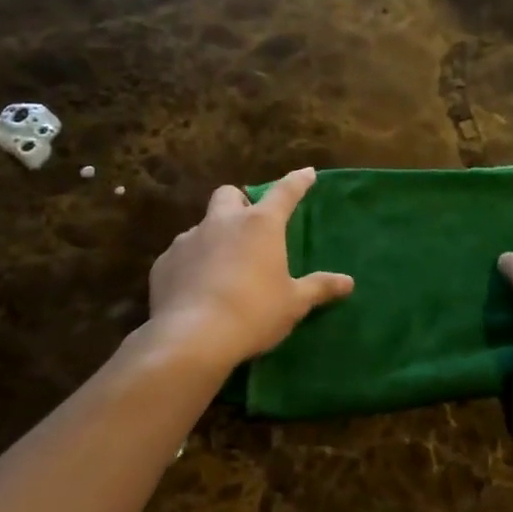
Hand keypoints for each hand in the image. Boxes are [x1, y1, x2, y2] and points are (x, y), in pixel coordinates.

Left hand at [148, 167, 353, 368]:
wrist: (193, 337)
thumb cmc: (254, 313)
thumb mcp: (294, 303)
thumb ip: (319, 288)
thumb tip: (348, 282)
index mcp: (260, 225)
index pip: (284, 193)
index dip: (298, 182)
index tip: (307, 174)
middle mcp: (222, 222)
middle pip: (229, 194)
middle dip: (241, 202)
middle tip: (250, 225)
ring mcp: (188, 240)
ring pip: (202, 226)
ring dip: (214, 237)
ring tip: (223, 266)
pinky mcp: (164, 263)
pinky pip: (181, 254)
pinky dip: (192, 264)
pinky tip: (197, 288)